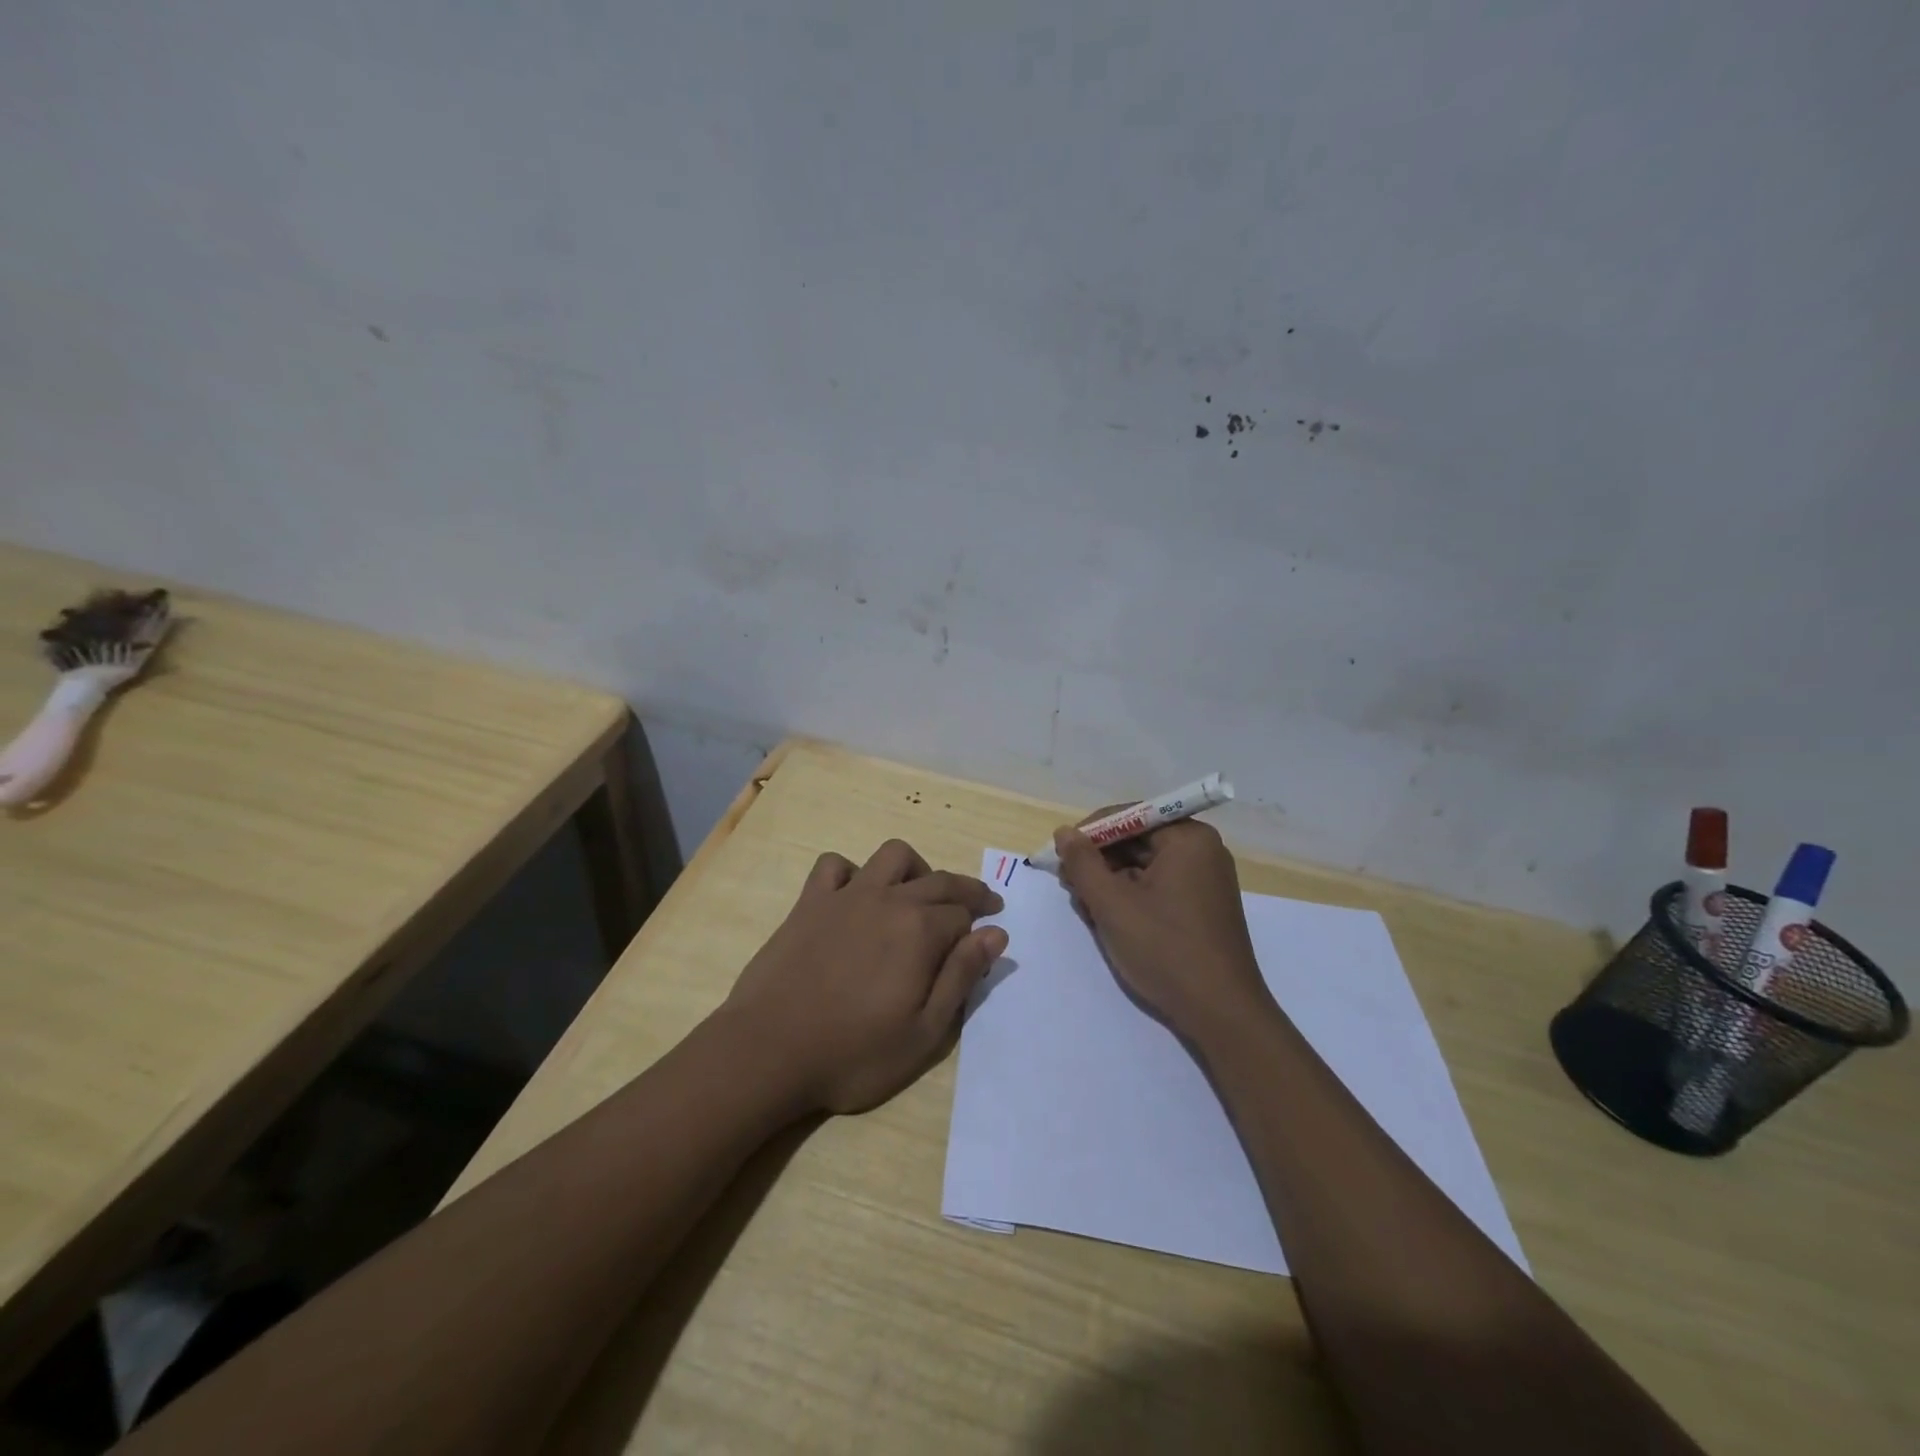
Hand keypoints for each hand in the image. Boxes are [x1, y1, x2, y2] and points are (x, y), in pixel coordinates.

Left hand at [726, 839, 1007, 1114]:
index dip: (980, 927)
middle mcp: (888, 900)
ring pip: (892, 856)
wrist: (769, 1051)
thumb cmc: (853, 1053)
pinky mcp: (810, 902)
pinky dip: (853, 872)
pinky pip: (835, 865)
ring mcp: (846, 896)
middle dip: (966, 891)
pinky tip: (856, 895)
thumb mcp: (924, 1033)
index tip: (987, 938)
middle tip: (980, 904)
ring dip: (916, 869)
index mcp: (920, 930)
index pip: (964, 916)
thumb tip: (997, 934)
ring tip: (919, 895)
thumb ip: (961, 977)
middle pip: (939, 880)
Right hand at [1052, 819, 1273, 1041]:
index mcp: (1188, 838)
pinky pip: (1158, 886)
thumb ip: (1082, 863)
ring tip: (1086, 909)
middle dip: (1099, 861)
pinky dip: (1131, 898)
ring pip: (1144, 866)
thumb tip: (1064, 833)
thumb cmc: (1165, 949)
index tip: (1060, 857)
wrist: (1221, 1014)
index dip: (1089, 833)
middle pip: (1136, 840)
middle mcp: (1202, 850)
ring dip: (1111, 882)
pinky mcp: (1202, 906)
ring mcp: (1205, 879)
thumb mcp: (1112, 904)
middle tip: (1070, 887)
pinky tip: (1109, 921)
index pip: (1128, 816)